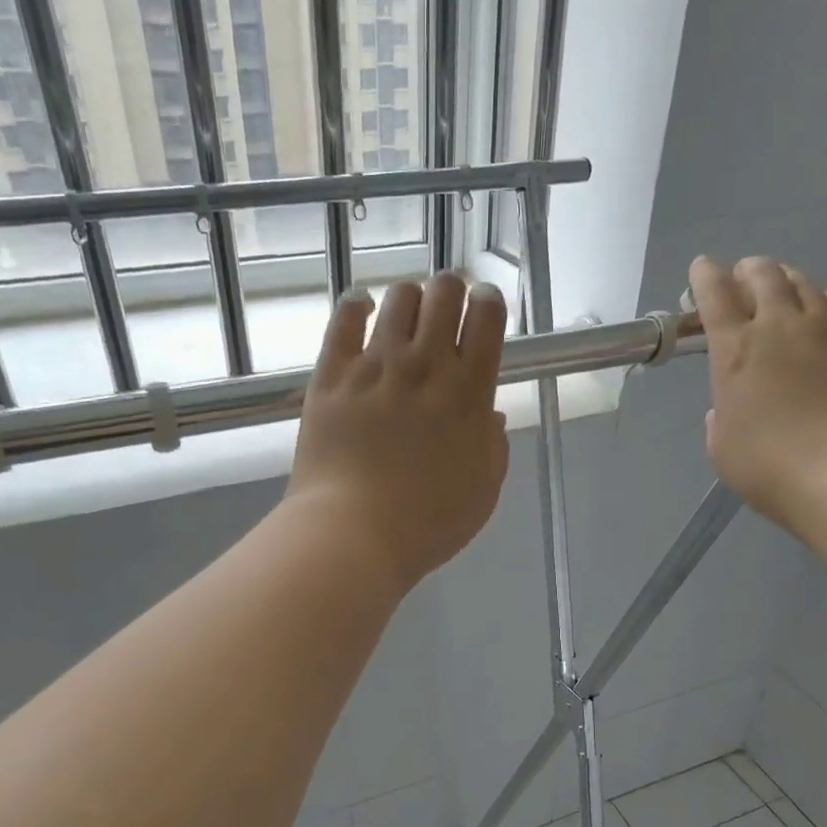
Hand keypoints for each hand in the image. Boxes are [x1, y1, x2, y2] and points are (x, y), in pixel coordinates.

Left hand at [288, 273, 510, 592]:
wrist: (353, 534)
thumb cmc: (426, 525)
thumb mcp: (482, 494)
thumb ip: (493, 448)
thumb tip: (489, 414)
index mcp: (470, 393)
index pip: (487, 317)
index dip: (488, 302)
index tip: (483, 310)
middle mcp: (426, 366)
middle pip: (444, 292)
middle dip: (450, 292)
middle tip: (444, 313)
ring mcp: (376, 366)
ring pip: (399, 297)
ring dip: (409, 300)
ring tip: (404, 321)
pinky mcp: (333, 374)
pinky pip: (346, 316)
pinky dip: (357, 305)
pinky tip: (361, 311)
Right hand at [690, 255, 826, 528]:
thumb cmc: (767, 466)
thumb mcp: (722, 446)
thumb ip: (721, 415)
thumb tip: (730, 404)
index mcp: (735, 352)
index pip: (715, 296)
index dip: (705, 277)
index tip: (701, 268)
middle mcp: (781, 327)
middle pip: (764, 276)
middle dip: (749, 270)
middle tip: (744, 276)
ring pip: (806, 284)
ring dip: (789, 280)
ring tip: (784, 286)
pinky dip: (826, 303)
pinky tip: (826, 311)